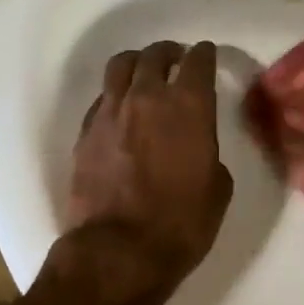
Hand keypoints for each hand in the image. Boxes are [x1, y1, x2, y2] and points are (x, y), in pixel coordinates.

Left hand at [65, 41, 233, 304]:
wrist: (119, 251)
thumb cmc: (181, 224)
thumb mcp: (217, 189)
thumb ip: (209, 153)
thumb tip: (197, 147)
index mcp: (188, 106)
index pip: (198, 62)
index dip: (204, 55)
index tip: (206, 55)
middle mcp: (147, 97)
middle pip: (155, 56)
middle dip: (169, 53)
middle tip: (175, 59)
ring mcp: (110, 112)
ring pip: (121, 66)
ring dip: (137, 63)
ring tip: (143, 72)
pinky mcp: (85, 132)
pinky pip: (102, 97)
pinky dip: (115, 94)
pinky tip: (121, 108)